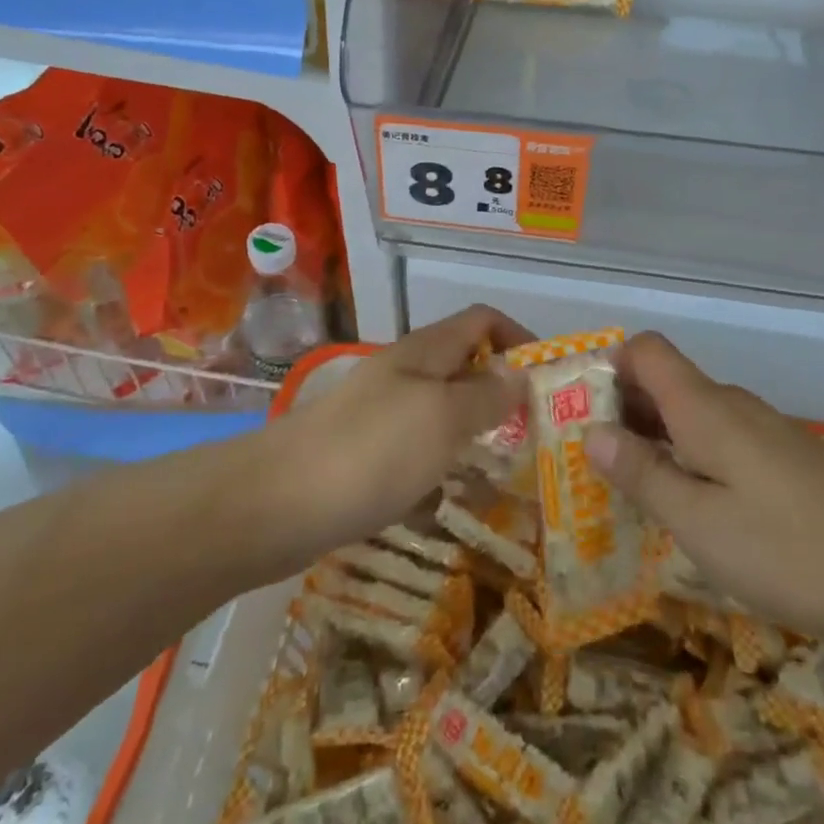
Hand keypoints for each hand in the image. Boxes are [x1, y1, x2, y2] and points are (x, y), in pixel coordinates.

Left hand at [267, 305, 532, 554]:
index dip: (518, 338)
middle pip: (464, 365)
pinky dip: (441, 464)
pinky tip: (452, 498)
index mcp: (425, 351)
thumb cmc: (371, 451)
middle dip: (502, 392)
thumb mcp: (443, 418)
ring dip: (475, 431)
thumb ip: (486, 396)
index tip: (548, 381)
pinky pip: (417, 449)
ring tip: (506, 470)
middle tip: (535, 435)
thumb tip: (520, 375)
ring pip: (442, 410)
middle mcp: (404, 373)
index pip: (482, 320)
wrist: (275, 503)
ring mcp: (380, 414)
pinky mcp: (363, 454)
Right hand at [585, 332, 823, 645]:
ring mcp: (763, 431)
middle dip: (620, 412)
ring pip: (691, 416)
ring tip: (628, 493)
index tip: (577, 410)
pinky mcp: (786, 459)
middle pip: (663, 382)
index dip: (607, 366)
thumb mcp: (701, 523)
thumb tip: (590, 431)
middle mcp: (730, 406)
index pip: (646, 349)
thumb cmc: (793, 546)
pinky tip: (692, 511)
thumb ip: (643, 475)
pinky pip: (720, 442)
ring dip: (654, 441)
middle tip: (587, 465)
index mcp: (702, 408)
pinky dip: (690, 461)